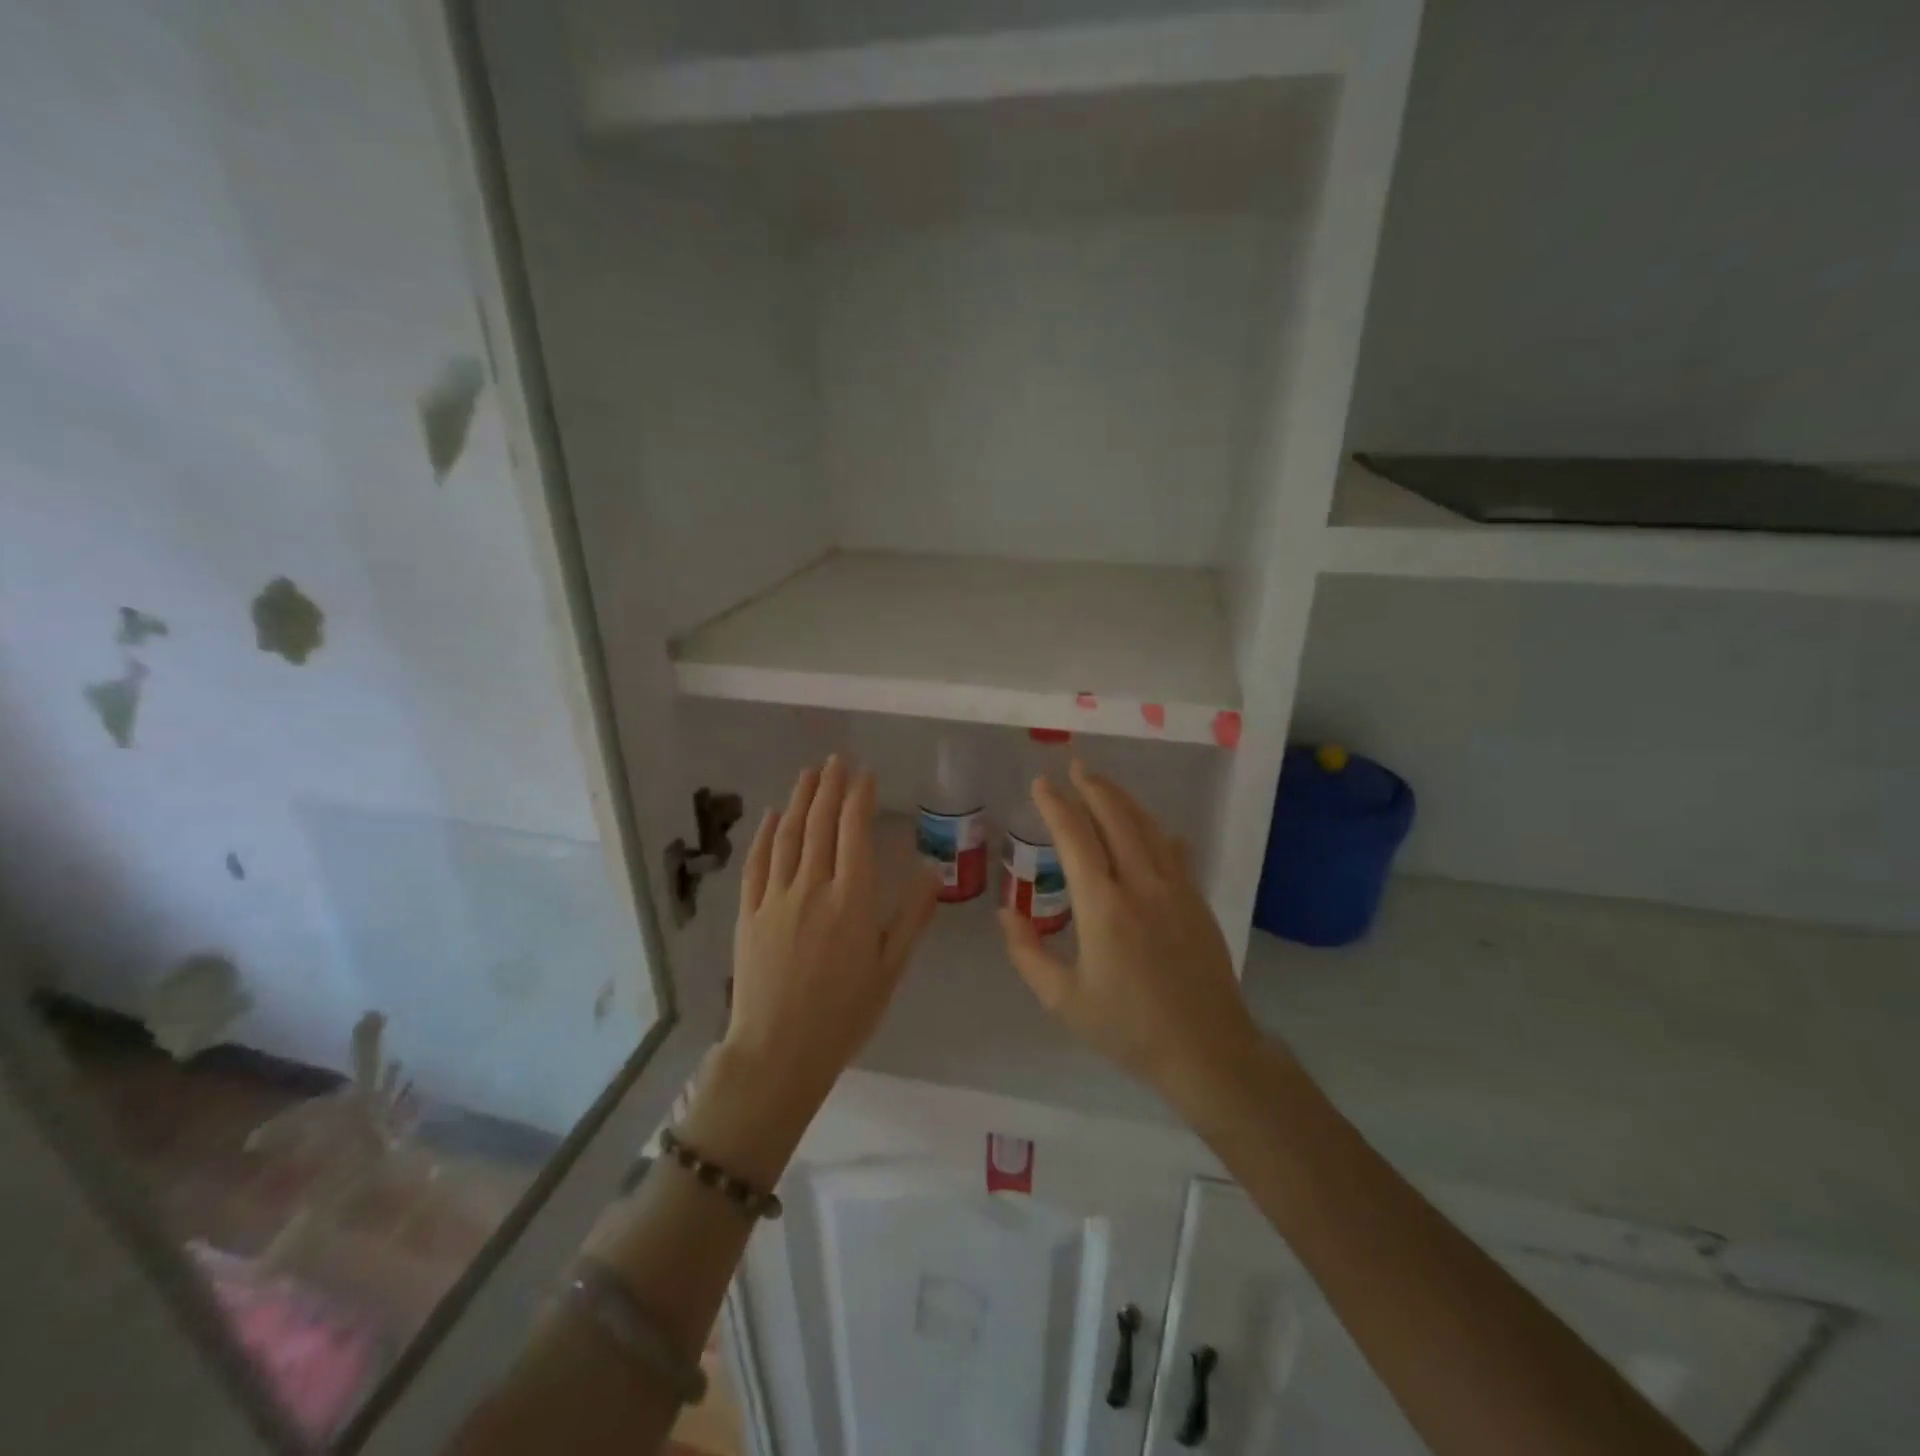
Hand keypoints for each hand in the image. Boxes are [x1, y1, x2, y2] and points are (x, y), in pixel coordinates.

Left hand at [723, 757, 938, 1115]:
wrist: (779, 1051)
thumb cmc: (844, 1014)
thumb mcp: (890, 969)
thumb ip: (912, 918)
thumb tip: (932, 873)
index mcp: (852, 899)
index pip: (854, 832)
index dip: (859, 797)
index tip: (865, 774)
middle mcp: (813, 887)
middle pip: (821, 824)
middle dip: (830, 786)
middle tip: (837, 759)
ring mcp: (776, 897)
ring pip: (789, 835)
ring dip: (800, 799)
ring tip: (810, 773)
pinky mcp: (749, 913)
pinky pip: (758, 863)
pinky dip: (767, 834)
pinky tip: (774, 815)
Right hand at [999, 760, 1260, 1108]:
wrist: (1207, 1050)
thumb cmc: (1127, 1028)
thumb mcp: (1064, 1000)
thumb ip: (1028, 953)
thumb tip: (1005, 912)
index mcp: (1103, 906)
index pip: (1076, 839)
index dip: (1057, 806)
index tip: (1042, 784)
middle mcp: (1140, 885)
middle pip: (1116, 819)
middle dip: (1093, 788)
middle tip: (1075, 767)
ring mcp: (1175, 889)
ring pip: (1148, 828)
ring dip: (1124, 800)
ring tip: (1104, 784)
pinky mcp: (1196, 901)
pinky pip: (1173, 850)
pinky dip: (1155, 830)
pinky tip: (1152, 828)